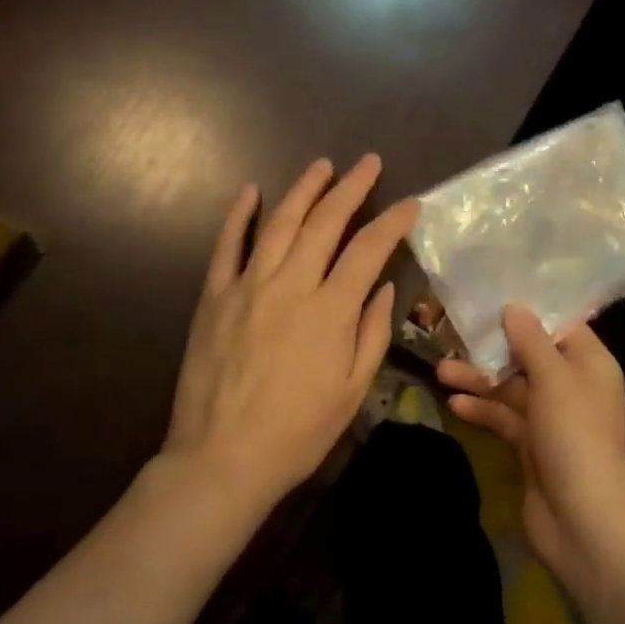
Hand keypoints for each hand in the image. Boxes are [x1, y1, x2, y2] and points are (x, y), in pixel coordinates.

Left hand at [163, 155, 417, 515]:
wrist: (222, 460)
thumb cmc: (298, 432)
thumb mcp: (352, 390)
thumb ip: (372, 332)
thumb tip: (383, 286)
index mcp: (330, 310)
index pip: (368, 249)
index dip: (392, 222)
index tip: (410, 203)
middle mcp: (290, 285)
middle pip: (325, 222)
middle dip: (352, 187)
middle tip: (369, 163)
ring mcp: (248, 286)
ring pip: (279, 223)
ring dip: (304, 189)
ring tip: (322, 165)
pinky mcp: (214, 296)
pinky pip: (226, 245)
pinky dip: (238, 215)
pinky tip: (250, 190)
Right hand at [438, 305, 624, 598]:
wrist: (584, 524)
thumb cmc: (575, 437)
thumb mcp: (554, 380)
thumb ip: (531, 340)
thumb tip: (514, 306)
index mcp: (589, 363)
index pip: (559, 324)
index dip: (529, 309)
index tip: (493, 292)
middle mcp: (572, 385)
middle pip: (529, 354)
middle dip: (493, 345)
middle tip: (454, 331)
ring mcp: (551, 418)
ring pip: (511, 386)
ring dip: (479, 378)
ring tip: (440, 370)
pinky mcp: (531, 446)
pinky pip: (504, 417)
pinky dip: (482, 409)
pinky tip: (454, 403)